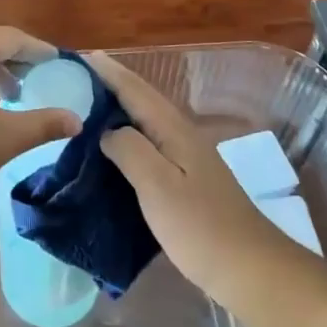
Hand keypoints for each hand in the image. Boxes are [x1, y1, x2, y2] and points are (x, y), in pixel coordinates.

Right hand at [86, 51, 290, 304]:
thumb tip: (107, 131)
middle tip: (75, 80)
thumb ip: (129, 149)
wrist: (251, 270)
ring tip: (86, 109)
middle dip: (111, 86)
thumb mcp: (157, 185)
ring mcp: (188, 159)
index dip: (109, 73)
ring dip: (118, 111)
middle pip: (142, 101)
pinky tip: (114, 152)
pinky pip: (150, 146)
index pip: (136, 91)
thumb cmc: (201, 227)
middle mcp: (182, 136)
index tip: (81, 56)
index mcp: (174, 130)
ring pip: (146, 123)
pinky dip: (128, 138)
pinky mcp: (187, 182)